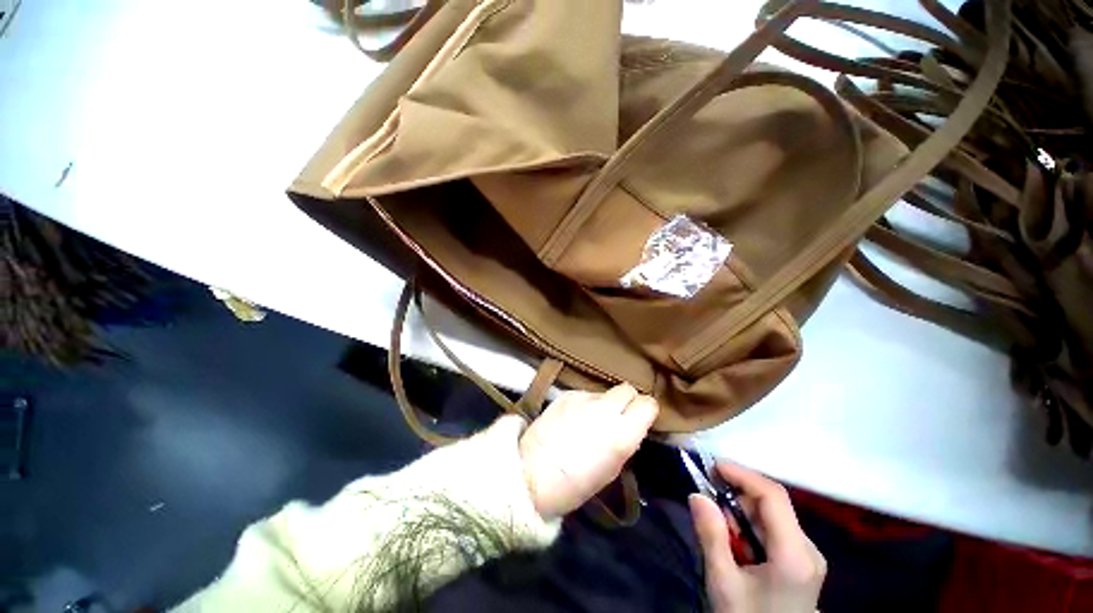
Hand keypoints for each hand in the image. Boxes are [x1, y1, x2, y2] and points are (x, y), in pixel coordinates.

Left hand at [518, 384, 657, 517]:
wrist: (530, 478)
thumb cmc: (575, 486)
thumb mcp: (612, 470)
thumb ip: (626, 443)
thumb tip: (629, 430)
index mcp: (623, 434)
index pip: (648, 404)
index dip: (644, 414)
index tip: (638, 425)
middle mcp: (606, 410)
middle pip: (628, 391)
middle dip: (626, 404)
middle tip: (616, 422)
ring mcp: (582, 400)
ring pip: (604, 393)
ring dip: (603, 405)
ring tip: (589, 424)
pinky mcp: (563, 397)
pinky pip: (583, 395)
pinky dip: (583, 405)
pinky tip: (572, 422)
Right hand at [690, 463, 824, 612]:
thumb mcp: (723, 584)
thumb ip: (712, 539)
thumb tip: (697, 498)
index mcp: (794, 553)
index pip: (774, 499)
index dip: (745, 476)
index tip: (715, 466)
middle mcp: (811, 548)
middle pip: (778, 510)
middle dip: (744, 503)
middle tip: (710, 507)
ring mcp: (814, 556)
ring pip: (781, 524)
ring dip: (750, 522)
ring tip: (722, 534)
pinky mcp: (810, 564)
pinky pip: (785, 539)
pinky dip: (761, 537)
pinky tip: (742, 552)